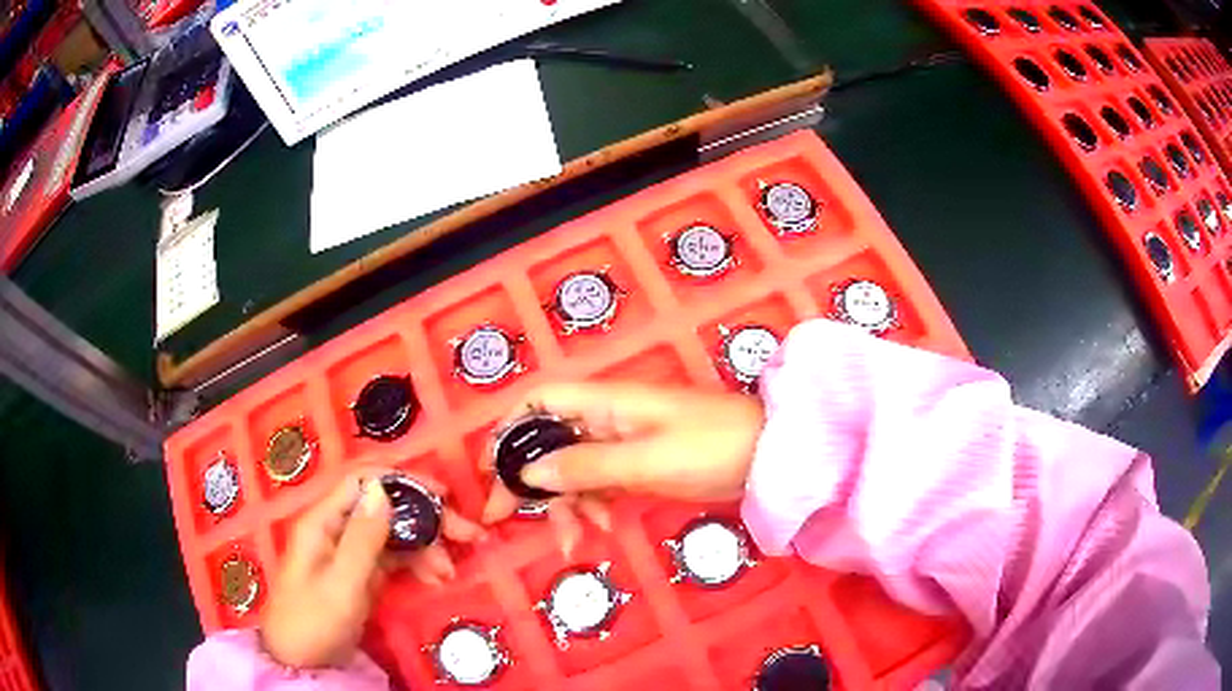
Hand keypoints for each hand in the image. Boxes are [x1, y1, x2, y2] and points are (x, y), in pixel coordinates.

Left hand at [259, 470, 484, 668]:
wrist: (301, 661)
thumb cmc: (314, 621)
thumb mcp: (341, 584)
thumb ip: (362, 538)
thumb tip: (383, 488)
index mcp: (322, 521)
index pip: (361, 481)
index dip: (401, 481)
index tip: (442, 494)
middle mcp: (336, 528)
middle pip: (383, 506)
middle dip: (425, 516)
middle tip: (467, 534)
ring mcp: (350, 551)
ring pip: (393, 533)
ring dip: (426, 545)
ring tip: (451, 570)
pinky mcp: (361, 573)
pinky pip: (393, 558)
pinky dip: (416, 564)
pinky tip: (436, 579)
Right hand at [480, 382, 764, 549]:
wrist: (769, 456)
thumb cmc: (710, 447)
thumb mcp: (645, 460)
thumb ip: (585, 465)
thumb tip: (528, 472)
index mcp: (604, 402)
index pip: (539, 402)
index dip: (509, 430)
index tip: (490, 470)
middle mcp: (606, 417)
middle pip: (548, 441)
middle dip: (526, 479)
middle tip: (503, 519)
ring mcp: (623, 442)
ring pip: (572, 469)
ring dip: (563, 503)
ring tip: (571, 539)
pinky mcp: (639, 464)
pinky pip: (599, 483)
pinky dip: (592, 506)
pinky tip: (598, 528)